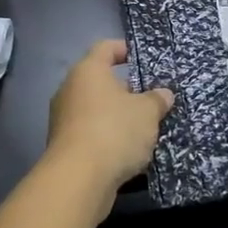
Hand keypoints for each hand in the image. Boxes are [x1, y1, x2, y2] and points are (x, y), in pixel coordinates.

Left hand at [45, 40, 173, 214]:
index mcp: (88, 71)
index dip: (125, 49)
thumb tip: (163, 95)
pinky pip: (91, 133)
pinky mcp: (64, 147)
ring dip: (118, 116)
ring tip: (145, 128)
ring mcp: (64, 120)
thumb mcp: (148, 112)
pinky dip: (108, 137)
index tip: (143, 58)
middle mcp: (70, 90)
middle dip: (127, 90)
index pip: (106, 48)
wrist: (78, 179)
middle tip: (151, 99)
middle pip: (101, 81)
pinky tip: (129, 151)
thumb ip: (157, 99)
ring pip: (97, 109)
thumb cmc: (114, 131)